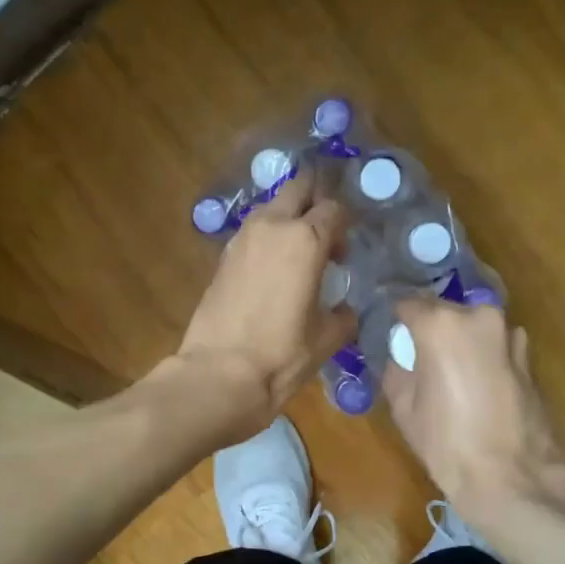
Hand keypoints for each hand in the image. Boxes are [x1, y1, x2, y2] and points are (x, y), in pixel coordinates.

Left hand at [173, 167, 356, 433]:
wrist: (219, 374)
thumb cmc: (281, 355)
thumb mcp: (326, 338)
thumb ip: (343, 316)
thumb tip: (344, 310)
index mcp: (306, 239)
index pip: (334, 209)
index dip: (345, 226)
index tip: (346, 254)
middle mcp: (272, 226)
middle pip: (299, 189)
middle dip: (315, 199)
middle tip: (325, 232)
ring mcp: (242, 239)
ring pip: (271, 207)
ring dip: (288, 218)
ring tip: (299, 253)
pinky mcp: (222, 257)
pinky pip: (253, 232)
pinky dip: (267, 238)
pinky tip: (274, 269)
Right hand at [382, 299, 564, 534]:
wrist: (510, 477)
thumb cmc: (446, 442)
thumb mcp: (402, 406)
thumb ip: (397, 369)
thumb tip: (401, 358)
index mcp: (440, 324)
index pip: (408, 304)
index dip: (396, 318)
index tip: (390, 333)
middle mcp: (478, 317)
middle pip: (444, 312)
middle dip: (430, 328)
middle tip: (418, 355)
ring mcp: (509, 336)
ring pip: (473, 327)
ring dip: (461, 341)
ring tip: (450, 372)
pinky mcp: (528, 358)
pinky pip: (495, 346)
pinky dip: (483, 356)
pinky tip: (477, 386)